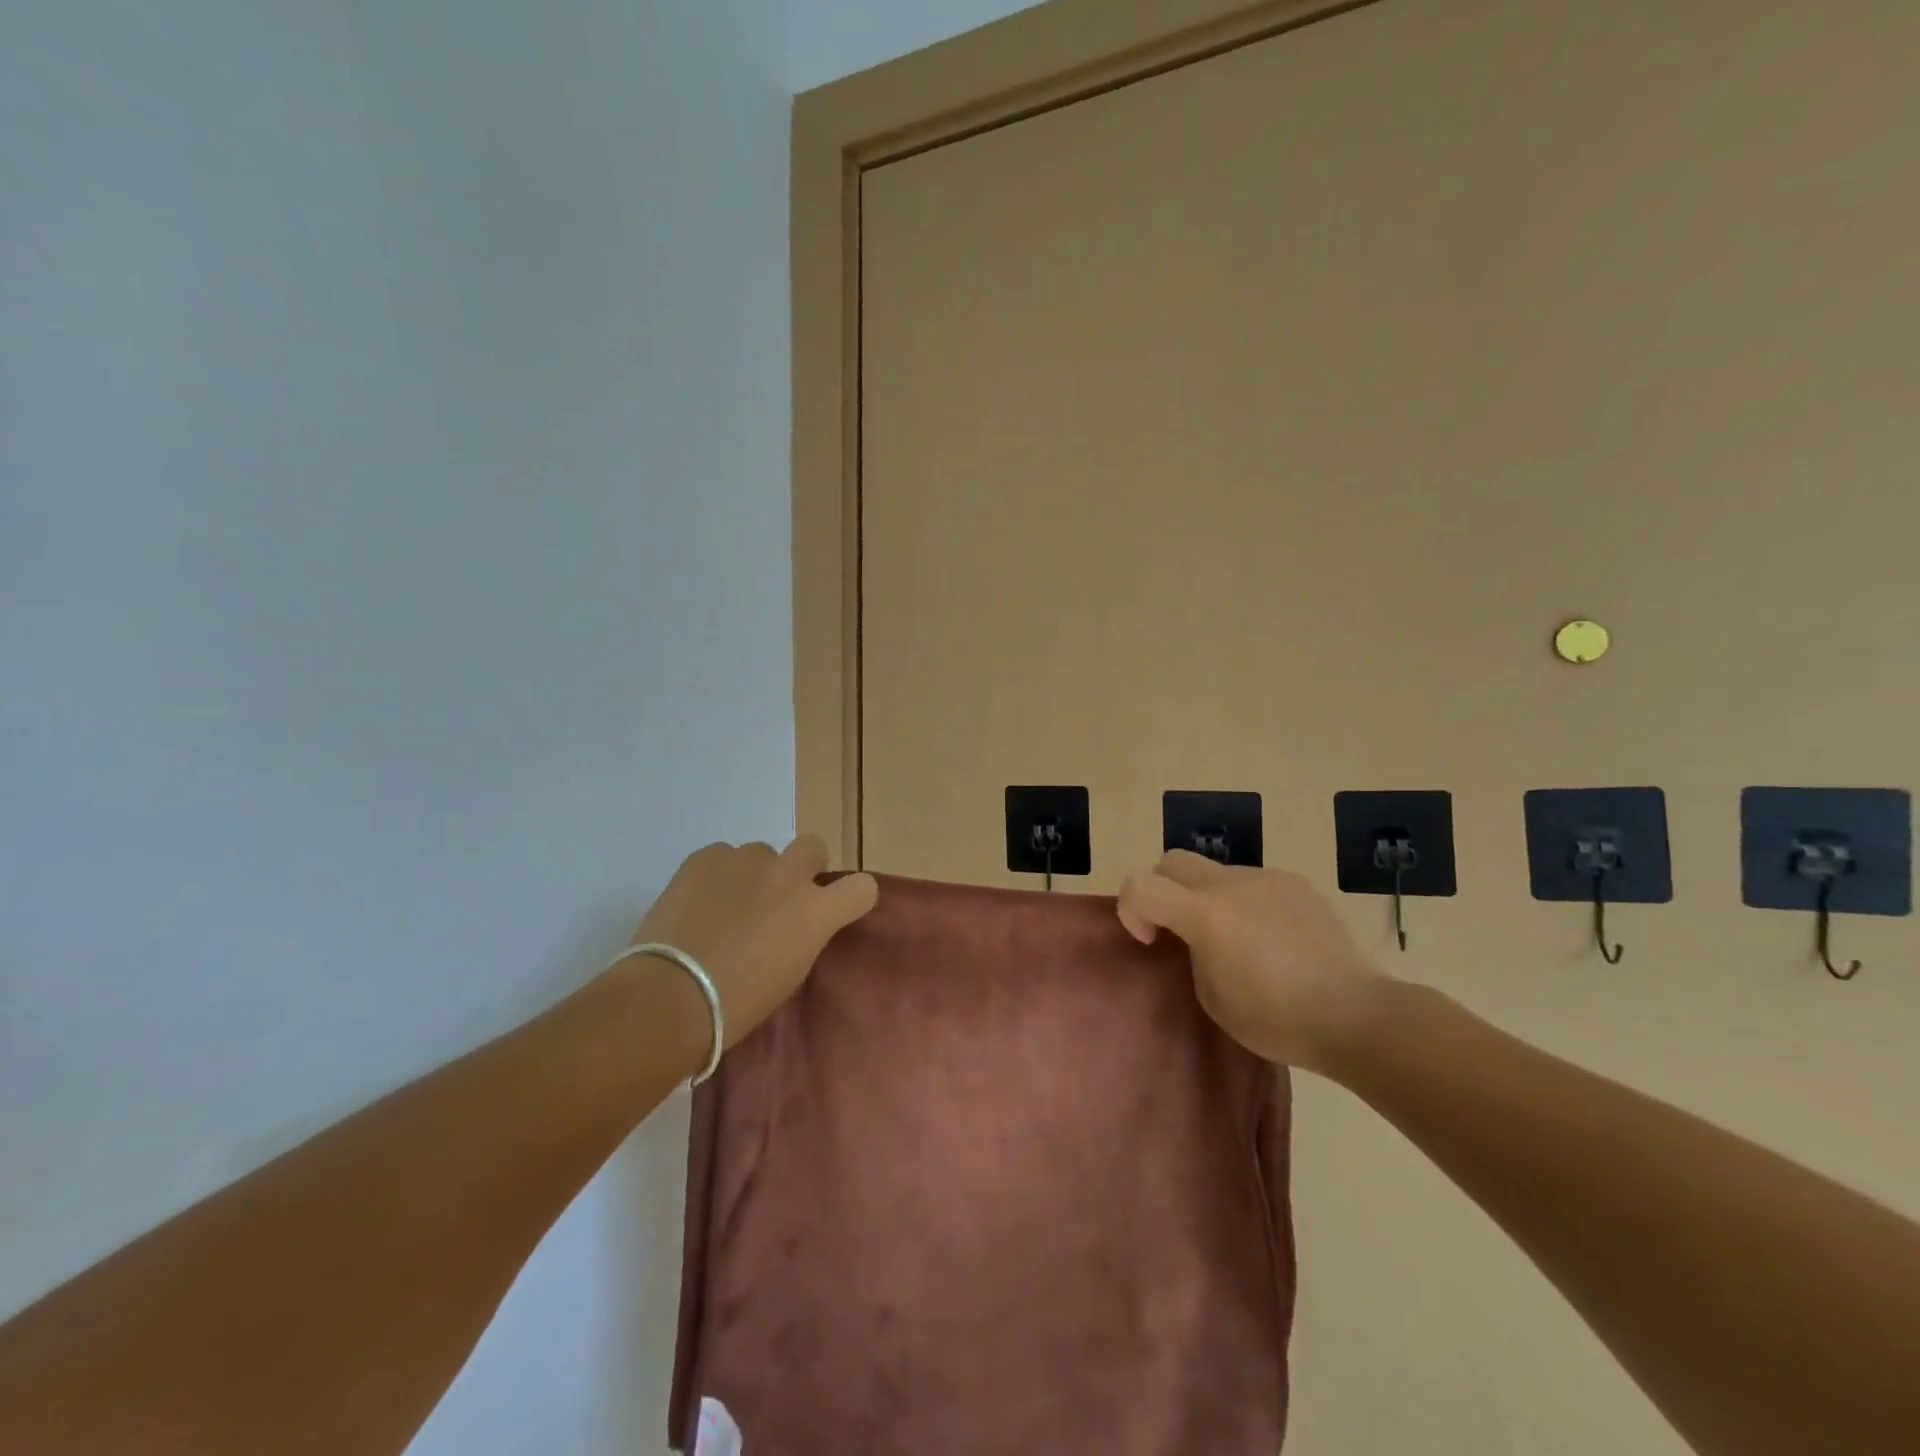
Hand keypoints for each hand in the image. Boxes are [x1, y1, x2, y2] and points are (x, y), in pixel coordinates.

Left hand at [628, 835, 877, 1049]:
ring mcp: (746, 861)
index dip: (852, 897)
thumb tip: (794, 924)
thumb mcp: (789, 974)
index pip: (862, 888)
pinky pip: (721, 857)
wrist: (670, 996)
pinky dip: (716, 875)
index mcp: (816, 913)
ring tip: (725, 905)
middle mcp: (788, 876)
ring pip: (761, 853)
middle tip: (779, 896)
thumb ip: (802, 936)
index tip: (837, 909)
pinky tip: (697, 903)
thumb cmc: (736, 1004)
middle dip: (802, 866)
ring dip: (753, 874)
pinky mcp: (706, 857)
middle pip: (813, 846)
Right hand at [1116, 850, 1388, 1072]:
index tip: (1151, 941)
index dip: (1131, 909)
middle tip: (1179, 929)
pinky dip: (1245, 901)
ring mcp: (1268, 878)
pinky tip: (1272, 938)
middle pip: (1172, 861)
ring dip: (1207, 896)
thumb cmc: (1277, 1019)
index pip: (1140, 885)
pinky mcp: (1297, 883)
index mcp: (1206, 914)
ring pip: (1215, 871)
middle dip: (1162, 889)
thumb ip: (1191, 952)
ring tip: (1236, 939)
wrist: (1357, 1015)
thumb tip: (1196, 935)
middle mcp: (1232, 883)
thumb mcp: (1212, 996)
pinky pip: (1253, 882)